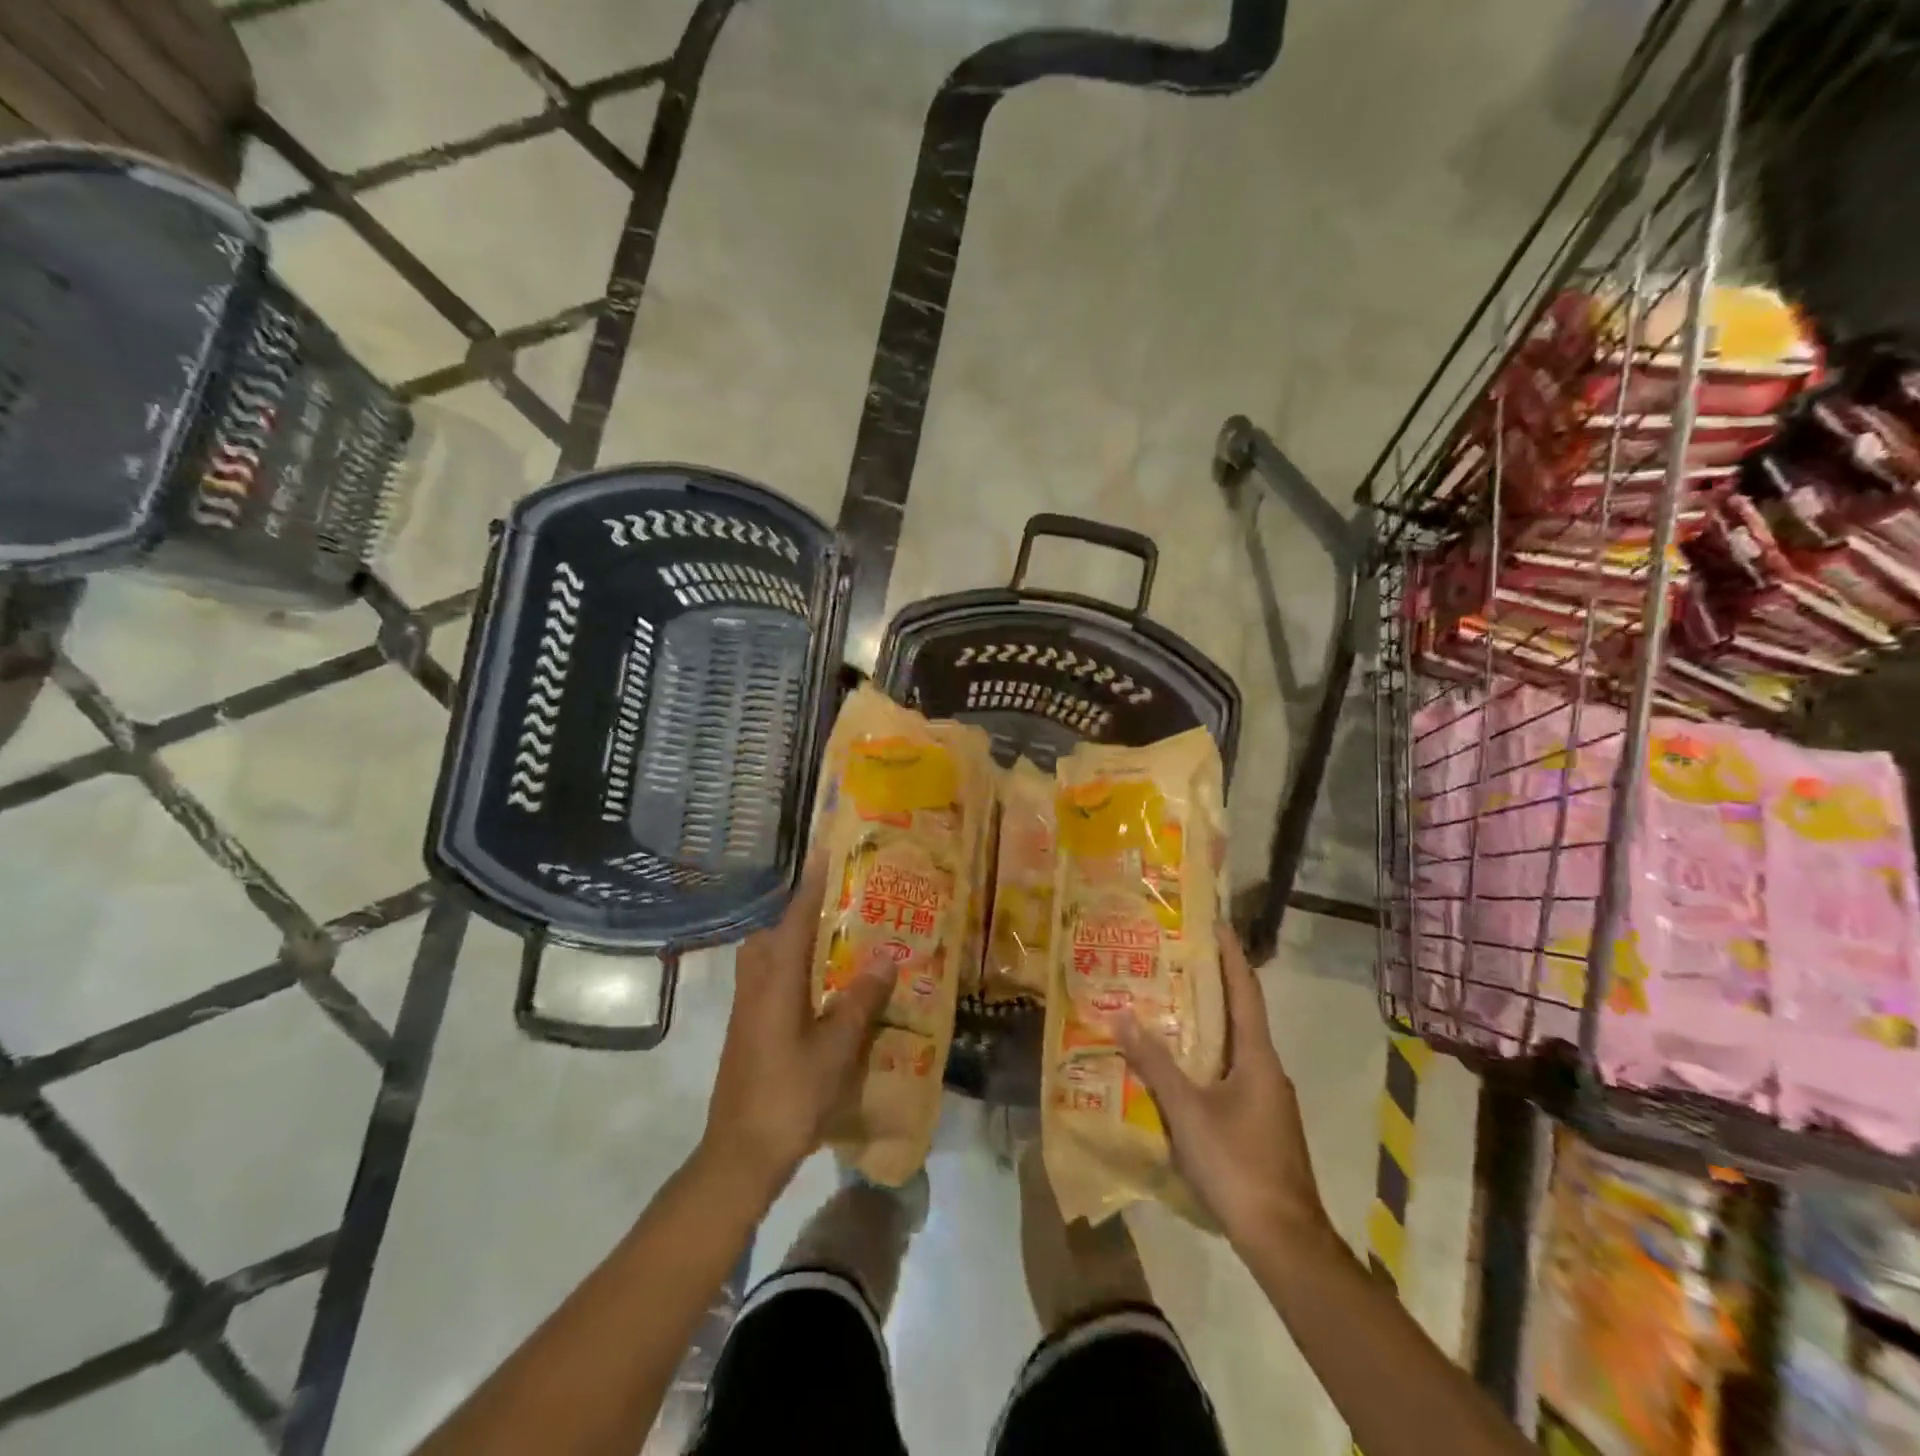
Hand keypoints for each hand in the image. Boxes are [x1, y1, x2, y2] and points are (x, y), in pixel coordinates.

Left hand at [700, 855, 897, 1203]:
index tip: (825, 851)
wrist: (741, 1154)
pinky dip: (792, 967)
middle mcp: (756, 985)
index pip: (795, 918)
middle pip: (774, 932)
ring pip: (768, 957)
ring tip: (835, 939)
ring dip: (795, 939)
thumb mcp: (835, 1049)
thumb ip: (860, 1001)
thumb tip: (886, 957)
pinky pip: (769, 980)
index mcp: (776, 981)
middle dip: (801, 910)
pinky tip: (820, 987)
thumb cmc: (790, 1095)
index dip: (811, 884)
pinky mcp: (748, 1029)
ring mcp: (747, 1009)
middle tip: (839, 900)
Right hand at [1115, 926, 1328, 1251]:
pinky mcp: (1260, 1124)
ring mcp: (1267, 1099)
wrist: (1284, 1241)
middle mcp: (1267, 1070)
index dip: (1231, 955)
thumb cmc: (1238, 1165)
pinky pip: (1230, 1074)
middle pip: (1240, 1014)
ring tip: (1167, 1005)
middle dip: (1212, 984)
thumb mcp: (1187, 1112)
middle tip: (1175, 959)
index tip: (1215, 923)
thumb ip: (1154, 1064)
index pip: (1246, 991)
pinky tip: (1178, 1067)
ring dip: (1206, 1022)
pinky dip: (1205, 1057)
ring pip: (1233, 1047)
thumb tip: (1120, 1014)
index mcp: (1258, 1057)